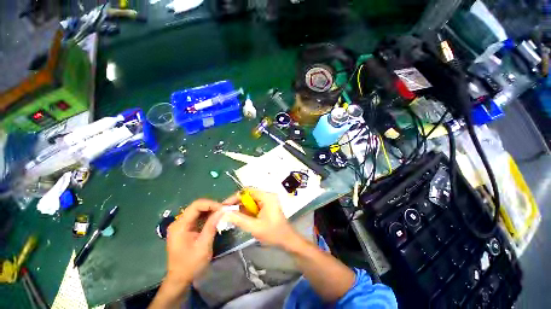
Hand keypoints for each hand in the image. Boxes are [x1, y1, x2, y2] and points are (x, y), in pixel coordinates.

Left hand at [165, 199, 222, 287]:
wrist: (179, 279)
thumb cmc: (190, 265)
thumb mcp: (203, 246)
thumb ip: (211, 226)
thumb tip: (222, 211)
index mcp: (180, 225)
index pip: (196, 205)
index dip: (211, 204)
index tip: (223, 209)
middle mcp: (179, 222)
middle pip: (197, 207)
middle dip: (212, 207)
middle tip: (225, 211)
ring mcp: (181, 225)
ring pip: (199, 211)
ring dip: (211, 211)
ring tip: (223, 214)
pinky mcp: (185, 228)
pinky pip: (198, 217)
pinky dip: (208, 216)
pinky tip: (216, 219)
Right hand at [222, 189, 297, 247]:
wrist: (287, 240)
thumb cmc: (273, 233)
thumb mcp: (255, 227)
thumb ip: (239, 219)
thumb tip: (224, 213)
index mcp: (267, 197)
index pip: (248, 191)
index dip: (235, 197)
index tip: (225, 205)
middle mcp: (267, 195)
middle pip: (248, 195)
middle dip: (237, 203)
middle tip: (226, 212)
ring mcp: (267, 200)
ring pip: (250, 200)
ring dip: (241, 207)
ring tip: (231, 216)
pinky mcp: (266, 206)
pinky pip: (253, 205)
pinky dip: (246, 211)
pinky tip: (240, 218)